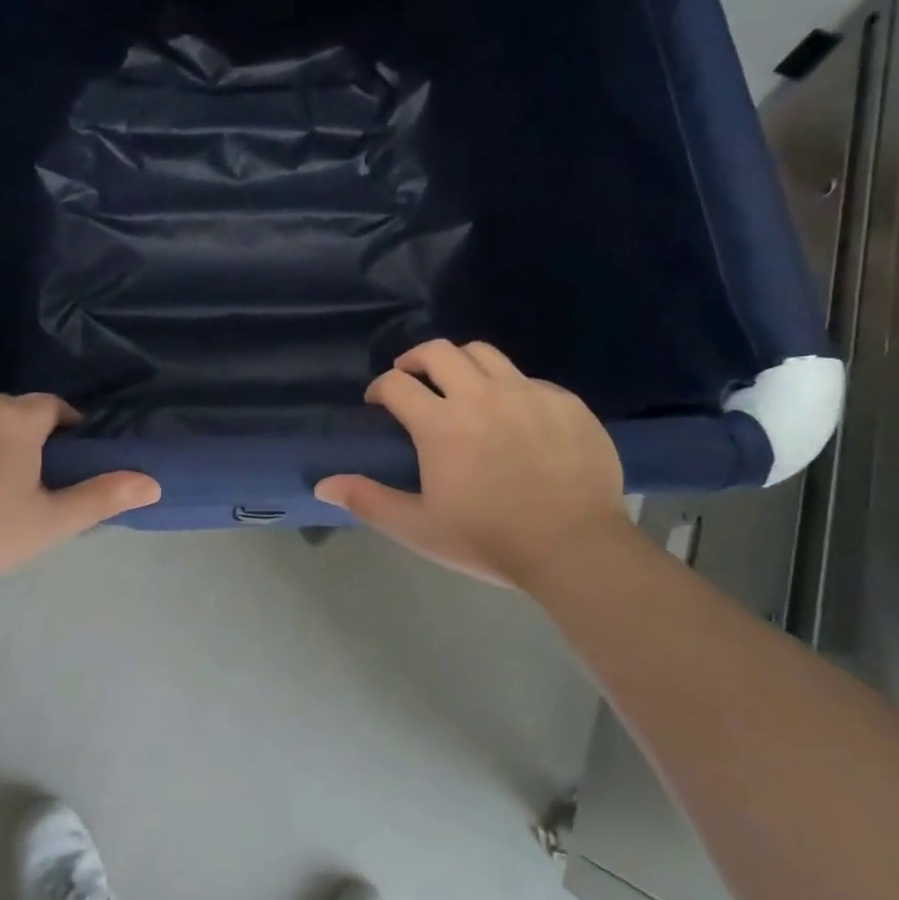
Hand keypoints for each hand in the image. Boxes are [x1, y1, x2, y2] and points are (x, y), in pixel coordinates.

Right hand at [315, 341, 626, 587]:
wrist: (576, 548)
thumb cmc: (490, 540)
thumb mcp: (420, 528)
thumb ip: (369, 501)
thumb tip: (322, 485)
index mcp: (441, 423)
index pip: (397, 384)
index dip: (380, 387)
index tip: (378, 401)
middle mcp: (480, 395)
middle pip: (438, 351)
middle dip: (415, 359)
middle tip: (411, 377)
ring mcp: (527, 393)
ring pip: (484, 353)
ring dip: (461, 362)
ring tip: (460, 384)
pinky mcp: (564, 401)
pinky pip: (529, 379)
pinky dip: (510, 388)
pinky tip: (514, 417)